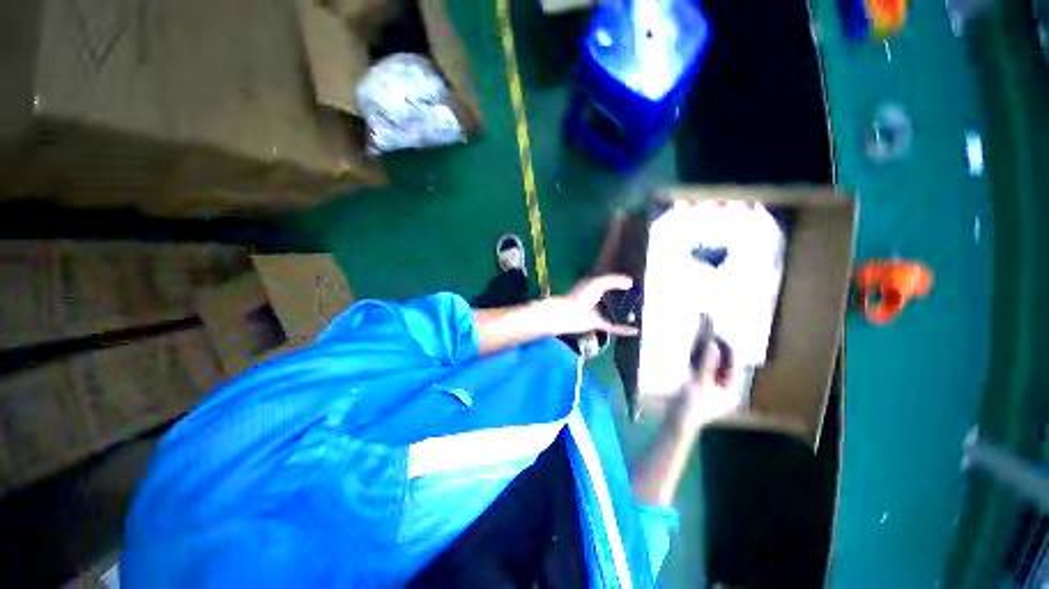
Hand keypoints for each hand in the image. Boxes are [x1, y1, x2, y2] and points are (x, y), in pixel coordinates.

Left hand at [541, 274, 639, 336]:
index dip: (623, 281)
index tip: (638, 282)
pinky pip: (615, 327)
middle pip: (616, 297)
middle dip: (628, 297)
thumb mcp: (597, 283)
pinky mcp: (600, 323)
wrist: (569, 315)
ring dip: (628, 313)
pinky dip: (625, 329)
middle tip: (645, 298)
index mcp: (596, 286)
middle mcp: (599, 298)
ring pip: (617, 312)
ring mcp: (600, 312)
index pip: (612, 282)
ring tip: (644, 313)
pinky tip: (636, 330)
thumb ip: (614, 281)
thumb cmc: (581, 296)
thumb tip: (630, 282)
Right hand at [677, 342, 742, 430]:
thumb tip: (713, 344)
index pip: (734, 364)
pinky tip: (694, 349)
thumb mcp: (700, 383)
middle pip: (724, 364)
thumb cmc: (691, 406)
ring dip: (707, 352)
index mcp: (732, 389)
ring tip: (701, 337)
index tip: (717, 334)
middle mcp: (726, 387)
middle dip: (717, 349)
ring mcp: (713, 387)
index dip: (727, 348)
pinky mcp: (701, 387)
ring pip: (713, 365)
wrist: (677, 422)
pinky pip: (703, 369)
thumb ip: (707, 363)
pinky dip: (699, 359)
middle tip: (708, 333)